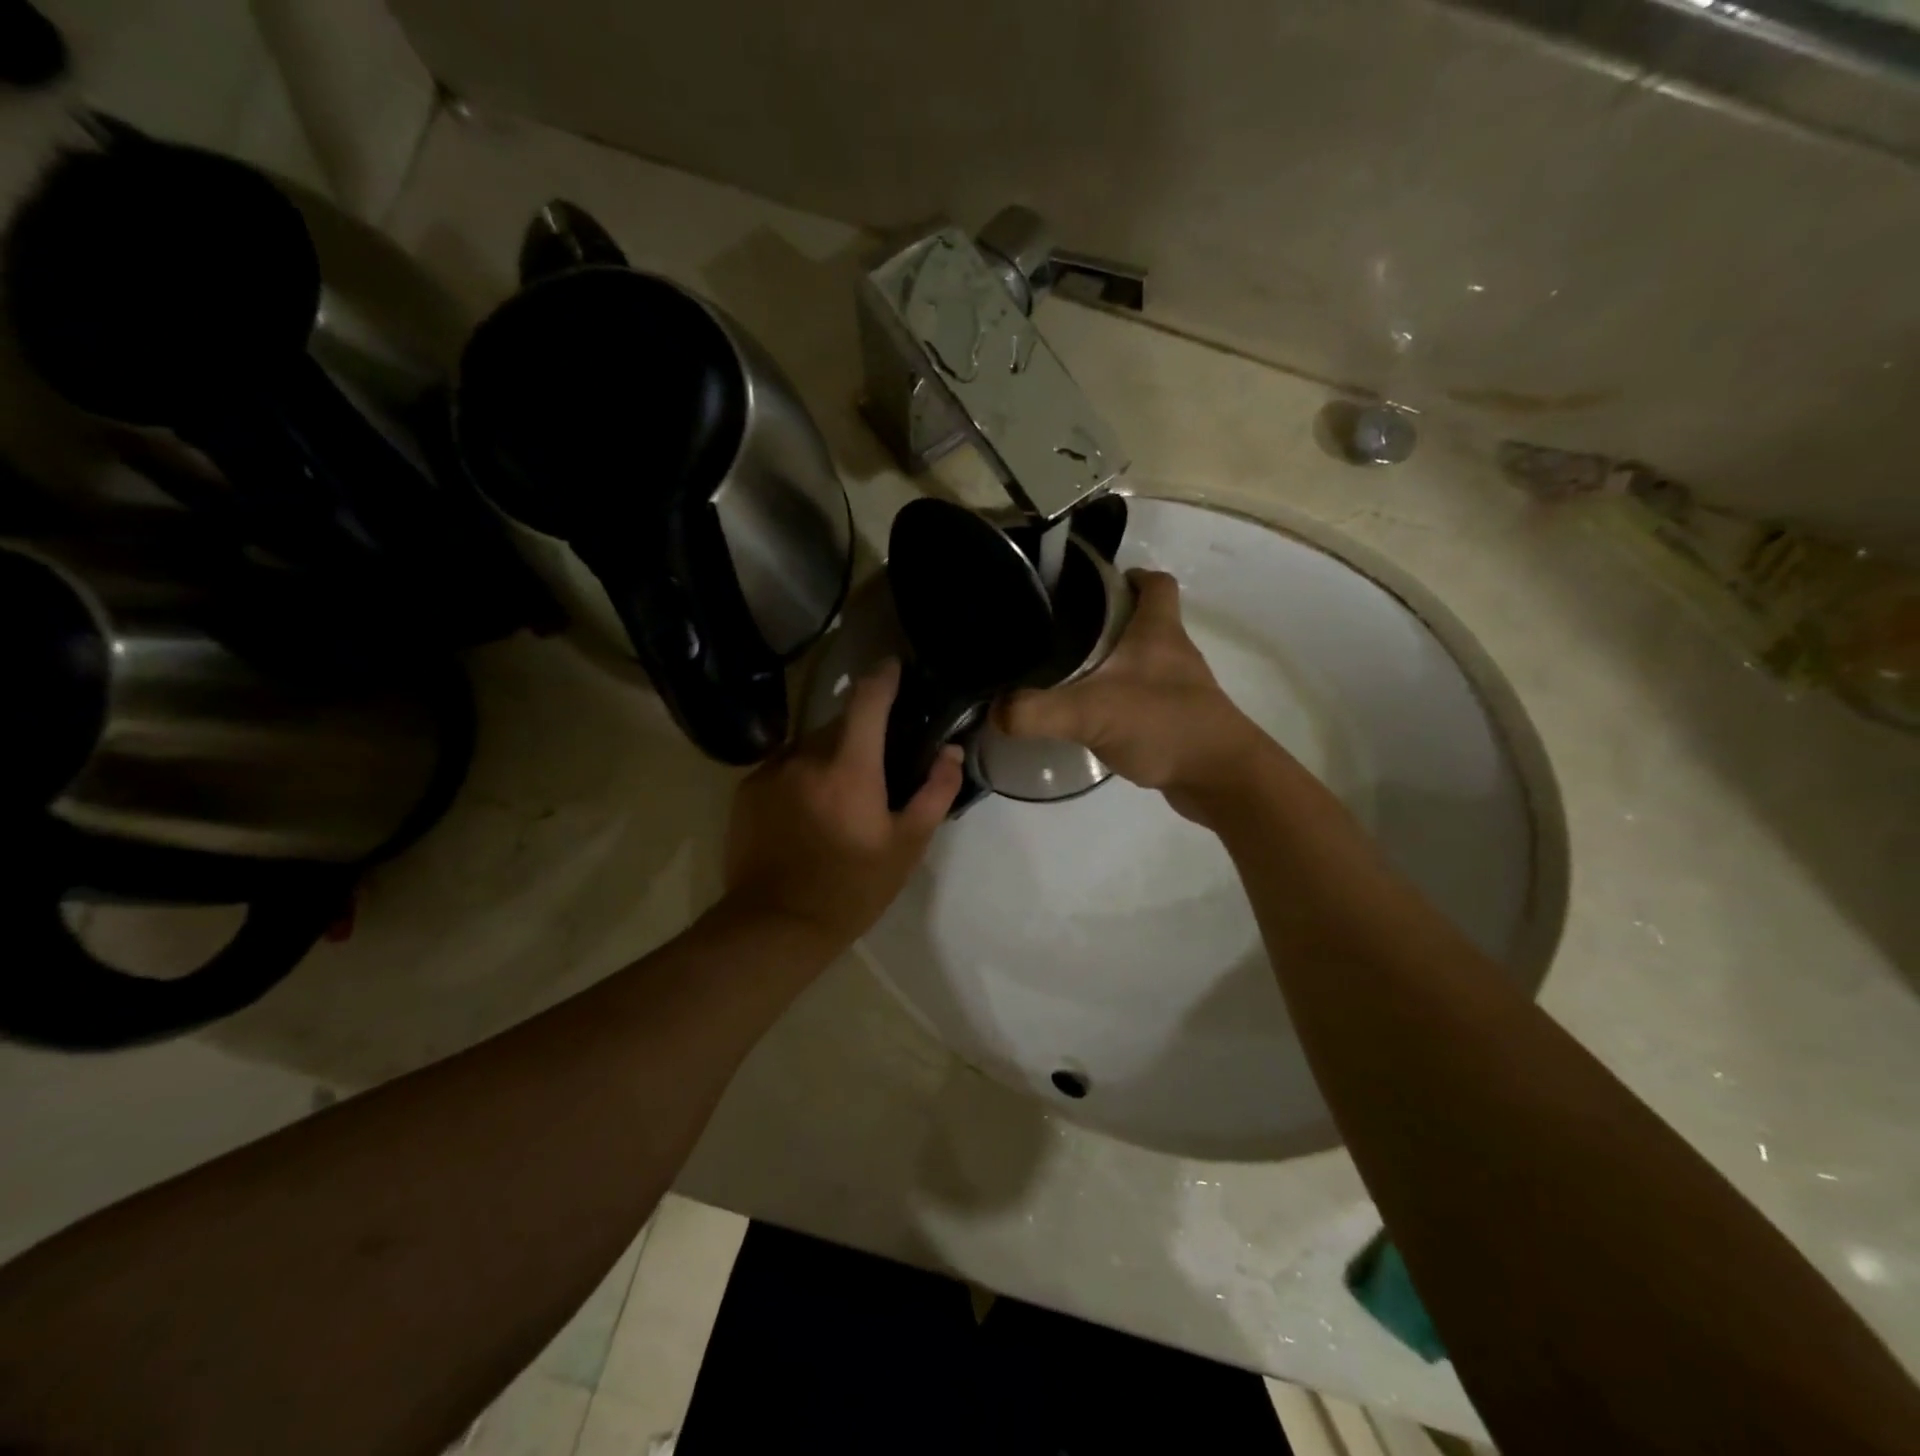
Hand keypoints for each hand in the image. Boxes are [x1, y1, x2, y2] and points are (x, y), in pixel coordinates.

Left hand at [718, 660, 963, 953]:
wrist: (775, 924)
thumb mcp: (906, 846)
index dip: (884, 676)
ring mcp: (771, 771)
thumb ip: (934, 792)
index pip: (867, 700)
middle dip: (860, 733)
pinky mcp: (747, 791)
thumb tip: (951, 752)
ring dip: (828, 756)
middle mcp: (805, 756)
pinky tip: (807, 812)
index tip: (894, 666)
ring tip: (840, 794)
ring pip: (809, 746)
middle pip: (838, 724)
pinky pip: (783, 767)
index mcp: (849, 766)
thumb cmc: (852, 888)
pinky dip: (800, 776)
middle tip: (877, 763)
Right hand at [997, 570, 1273, 815]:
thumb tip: (993, 710)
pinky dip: (1118, 698)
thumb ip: (1036, 711)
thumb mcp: (1090, 713)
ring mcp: (1177, 687)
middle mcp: (1172, 652)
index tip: (1089, 584)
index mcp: (1158, 631)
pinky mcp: (1176, 718)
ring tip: (1065, 671)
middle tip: (1060, 630)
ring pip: (1141, 660)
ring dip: (1110, 662)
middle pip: (1143, 619)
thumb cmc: (1165, 725)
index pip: (1154, 582)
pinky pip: (1142, 696)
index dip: (1126, 576)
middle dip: (1105, 620)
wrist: (1221, 778)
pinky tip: (1090, 716)